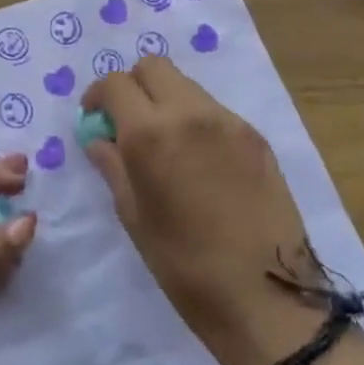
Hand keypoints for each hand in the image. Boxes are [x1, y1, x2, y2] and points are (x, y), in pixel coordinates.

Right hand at [82, 58, 363, 364]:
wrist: (268, 298)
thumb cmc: (186, 267)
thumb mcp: (135, 217)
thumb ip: (113, 167)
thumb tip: (99, 139)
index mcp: (152, 134)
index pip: (115, 83)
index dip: (98, 96)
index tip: (95, 118)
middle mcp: (191, 113)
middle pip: (153, 66)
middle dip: (132, 85)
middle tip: (127, 122)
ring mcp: (229, 121)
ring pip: (186, 85)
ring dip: (165, 100)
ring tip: (165, 143)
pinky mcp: (256, 136)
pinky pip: (214, 110)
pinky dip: (195, 119)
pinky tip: (198, 160)